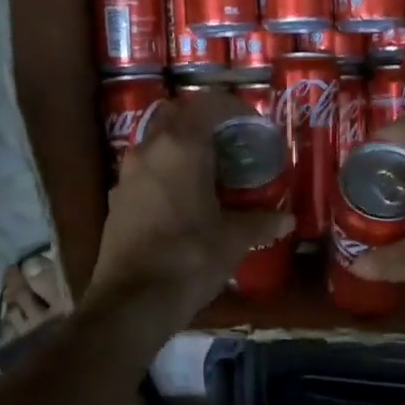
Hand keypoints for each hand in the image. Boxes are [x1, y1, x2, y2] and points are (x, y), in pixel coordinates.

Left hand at [83, 90, 292, 335]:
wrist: (133, 300)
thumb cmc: (190, 258)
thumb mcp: (234, 239)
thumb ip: (261, 222)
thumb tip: (287, 220)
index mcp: (181, 146)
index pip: (208, 104)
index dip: (233, 108)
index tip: (253, 125)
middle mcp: (149, 149)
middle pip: (176, 115)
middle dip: (203, 123)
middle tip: (230, 145)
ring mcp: (127, 173)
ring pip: (156, 142)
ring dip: (181, 147)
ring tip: (209, 172)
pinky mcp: (117, 199)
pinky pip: (145, 171)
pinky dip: (164, 172)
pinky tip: (183, 200)